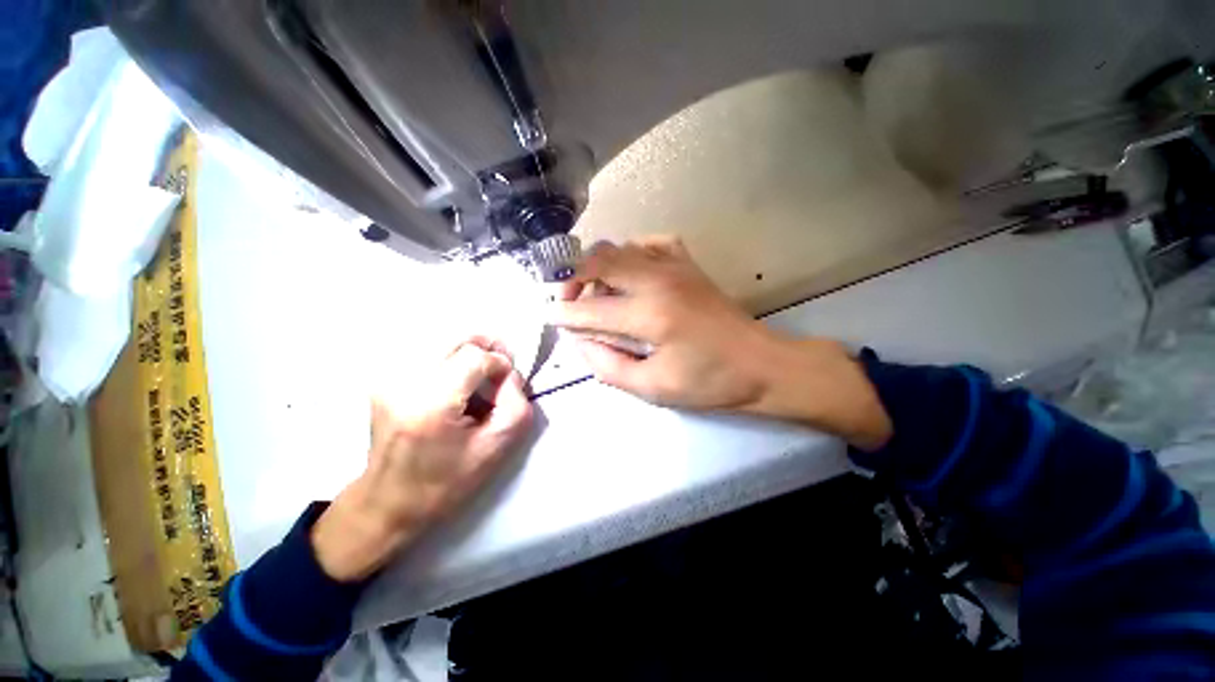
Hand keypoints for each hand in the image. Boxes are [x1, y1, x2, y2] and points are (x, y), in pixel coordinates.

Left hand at [312, 338, 533, 580]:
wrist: (388, 503)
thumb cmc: (446, 482)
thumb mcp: (496, 449)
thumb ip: (516, 404)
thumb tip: (509, 374)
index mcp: (430, 404)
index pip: (473, 357)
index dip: (498, 361)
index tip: (508, 379)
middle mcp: (403, 383)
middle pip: (454, 338)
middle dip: (485, 344)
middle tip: (501, 360)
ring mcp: (388, 379)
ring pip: (439, 338)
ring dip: (468, 348)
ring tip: (481, 368)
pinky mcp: (384, 380)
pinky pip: (425, 351)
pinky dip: (449, 355)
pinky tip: (457, 376)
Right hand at [551, 237, 890, 448]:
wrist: (760, 364)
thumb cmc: (709, 382)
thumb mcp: (654, 388)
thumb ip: (609, 367)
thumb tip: (581, 344)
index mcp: (650, 315)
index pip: (591, 309)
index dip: (565, 315)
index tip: (551, 318)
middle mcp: (658, 280)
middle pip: (598, 260)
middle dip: (572, 278)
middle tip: (570, 302)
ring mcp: (675, 265)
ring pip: (619, 247)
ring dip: (598, 267)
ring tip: (597, 292)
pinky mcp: (688, 263)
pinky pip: (649, 242)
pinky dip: (630, 253)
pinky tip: (630, 273)